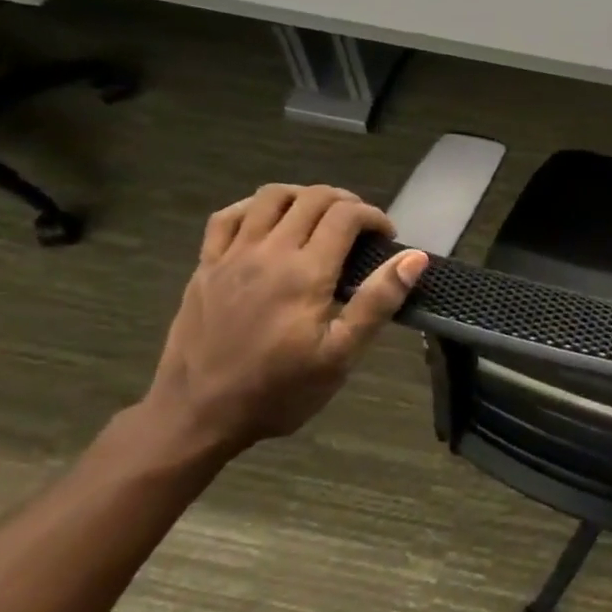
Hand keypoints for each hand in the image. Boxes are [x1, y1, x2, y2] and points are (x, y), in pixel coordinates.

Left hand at [143, 184, 426, 459]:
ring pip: (270, 196)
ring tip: (320, 218)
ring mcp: (231, 255)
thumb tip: (414, 258)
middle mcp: (268, 251)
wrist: (196, 415)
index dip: (375, 217)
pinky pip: (227, 216)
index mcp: (305, 272)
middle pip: (312, 198)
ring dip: (303, 197)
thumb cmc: (279, 390)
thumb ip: (377, 302)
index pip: (346, 215)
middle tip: (362, 229)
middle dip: (346, 202)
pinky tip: (268, 222)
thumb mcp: (340, 356)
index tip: (387, 238)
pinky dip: (254, 207)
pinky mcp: (205, 266)